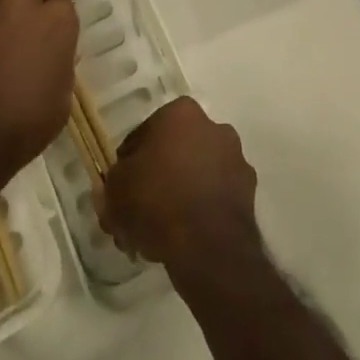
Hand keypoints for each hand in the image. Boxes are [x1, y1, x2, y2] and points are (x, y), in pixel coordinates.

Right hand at [95, 97, 259, 276]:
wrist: (207, 246)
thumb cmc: (156, 200)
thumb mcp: (116, 190)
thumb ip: (111, 184)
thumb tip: (111, 189)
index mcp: (182, 113)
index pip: (146, 133)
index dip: (129, 162)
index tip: (122, 187)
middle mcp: (214, 127)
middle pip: (175, 152)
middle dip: (158, 178)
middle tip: (139, 211)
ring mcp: (236, 160)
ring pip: (197, 175)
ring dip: (180, 195)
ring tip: (159, 232)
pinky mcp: (249, 194)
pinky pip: (215, 197)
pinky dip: (201, 211)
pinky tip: (183, 239)